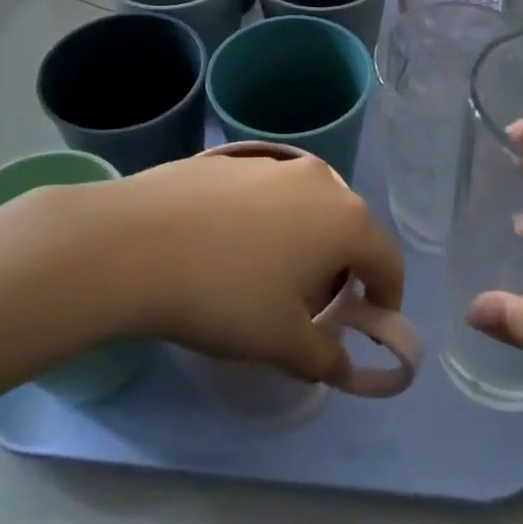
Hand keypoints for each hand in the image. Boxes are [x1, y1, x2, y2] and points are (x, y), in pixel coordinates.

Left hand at [78, 153, 405, 386]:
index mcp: (345, 219)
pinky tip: (225, 248)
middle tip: (314, 305)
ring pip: (306, 207)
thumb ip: (325, 357)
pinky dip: (264, 222)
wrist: (134, 243)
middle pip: (347, 228)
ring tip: (266, 277)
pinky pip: (265, 195)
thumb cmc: (225, 295)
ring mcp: (272, 163)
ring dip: (302, 241)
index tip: (369, 325)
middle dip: (342, 268)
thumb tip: (342, 364)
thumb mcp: (282, 342)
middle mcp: (318, 180)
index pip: (388, 261)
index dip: (387, 298)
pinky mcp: (231, 159)